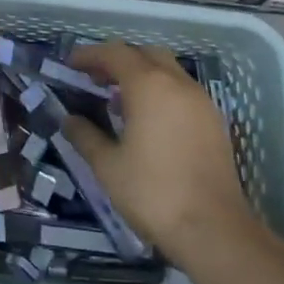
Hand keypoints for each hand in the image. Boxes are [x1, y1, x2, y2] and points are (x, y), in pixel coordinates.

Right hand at [61, 41, 253, 262]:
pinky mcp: (214, 121)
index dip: (90, 54)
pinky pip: (182, 90)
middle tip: (95, 77)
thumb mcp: (108, 166)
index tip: (70, 64)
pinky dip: (161, 90)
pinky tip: (148, 119)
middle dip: (118, 59)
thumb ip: (85, 136)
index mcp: (149, 86)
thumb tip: (69, 120)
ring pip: (167, 70)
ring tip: (118, 98)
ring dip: (141, 73)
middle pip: (144, 53)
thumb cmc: (153, 193)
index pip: (115, 53)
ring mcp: (201, 101)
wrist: (214, 230)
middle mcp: (178, 83)